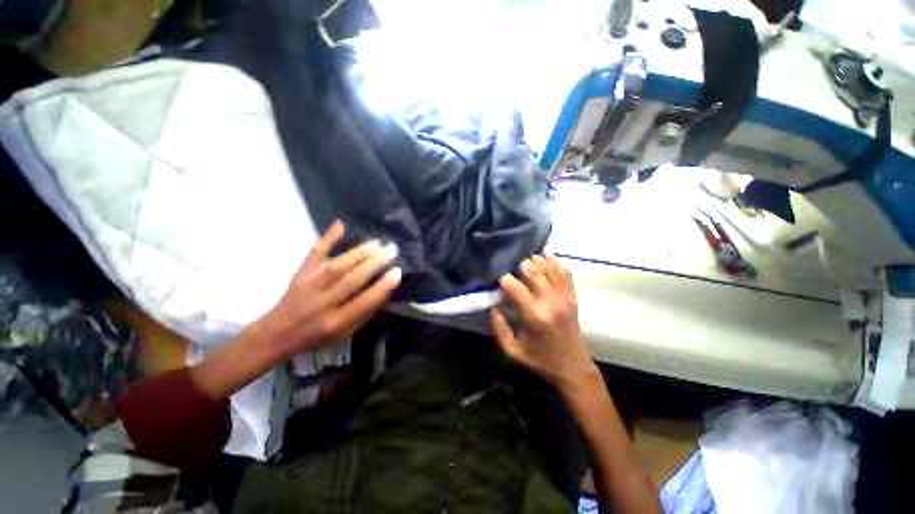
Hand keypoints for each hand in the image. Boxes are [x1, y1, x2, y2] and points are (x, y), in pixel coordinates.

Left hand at [255, 220, 401, 358]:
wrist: (276, 334)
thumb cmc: (316, 336)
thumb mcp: (345, 333)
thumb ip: (365, 313)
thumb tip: (385, 290)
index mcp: (336, 322)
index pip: (365, 301)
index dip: (383, 285)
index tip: (398, 271)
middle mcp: (323, 303)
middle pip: (352, 279)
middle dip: (375, 263)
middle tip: (392, 250)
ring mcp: (309, 285)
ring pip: (338, 266)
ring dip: (360, 252)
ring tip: (378, 242)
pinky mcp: (300, 273)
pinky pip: (314, 254)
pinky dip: (327, 238)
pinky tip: (340, 225)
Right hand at [491, 255, 594, 390]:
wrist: (573, 367)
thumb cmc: (540, 359)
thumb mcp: (512, 350)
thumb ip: (499, 327)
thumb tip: (493, 305)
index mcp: (534, 316)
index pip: (516, 288)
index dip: (505, 279)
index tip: (499, 279)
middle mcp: (551, 302)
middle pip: (535, 272)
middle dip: (521, 265)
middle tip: (513, 266)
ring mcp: (564, 297)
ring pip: (551, 268)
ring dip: (537, 260)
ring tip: (527, 260)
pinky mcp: (572, 297)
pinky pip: (565, 273)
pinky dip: (555, 262)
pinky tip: (545, 258)